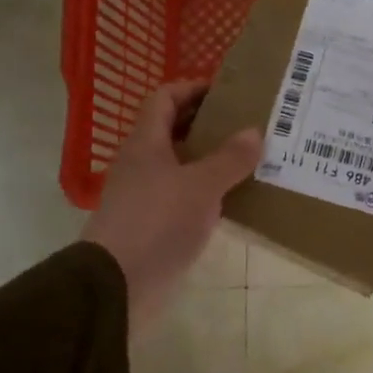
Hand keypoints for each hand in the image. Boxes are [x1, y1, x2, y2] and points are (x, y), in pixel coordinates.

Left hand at [82, 82, 261, 337]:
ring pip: (180, 165)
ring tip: (249, 160)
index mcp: (146, 143)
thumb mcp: (201, 187)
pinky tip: (233, 200)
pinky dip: (206, 192)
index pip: (164, 98)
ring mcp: (145, 195)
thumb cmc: (157, 223)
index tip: (227, 92)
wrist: (117, 284)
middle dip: (208, 124)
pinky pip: (184, 196)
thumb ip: (229, 159)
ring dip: (210, 160)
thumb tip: (254, 132)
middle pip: (173, 130)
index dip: (192, 88)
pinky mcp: (153, 224)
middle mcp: (142, 163)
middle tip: (247, 125)